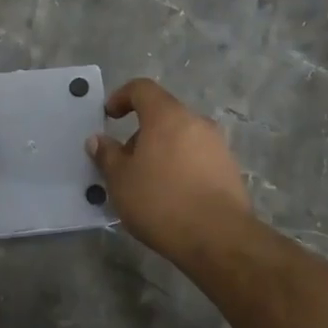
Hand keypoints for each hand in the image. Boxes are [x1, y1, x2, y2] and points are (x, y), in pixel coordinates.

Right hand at [88, 78, 251, 257]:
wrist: (220, 239)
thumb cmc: (161, 201)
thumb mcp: (121, 180)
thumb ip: (107, 155)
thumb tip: (98, 140)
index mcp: (167, 115)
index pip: (142, 88)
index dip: (121, 96)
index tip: (109, 116)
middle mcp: (196, 122)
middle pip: (163, 115)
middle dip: (141, 132)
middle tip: (126, 161)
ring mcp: (218, 145)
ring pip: (182, 137)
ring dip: (162, 151)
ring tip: (148, 183)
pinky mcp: (230, 170)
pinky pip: (198, 158)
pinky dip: (181, 166)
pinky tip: (172, 196)